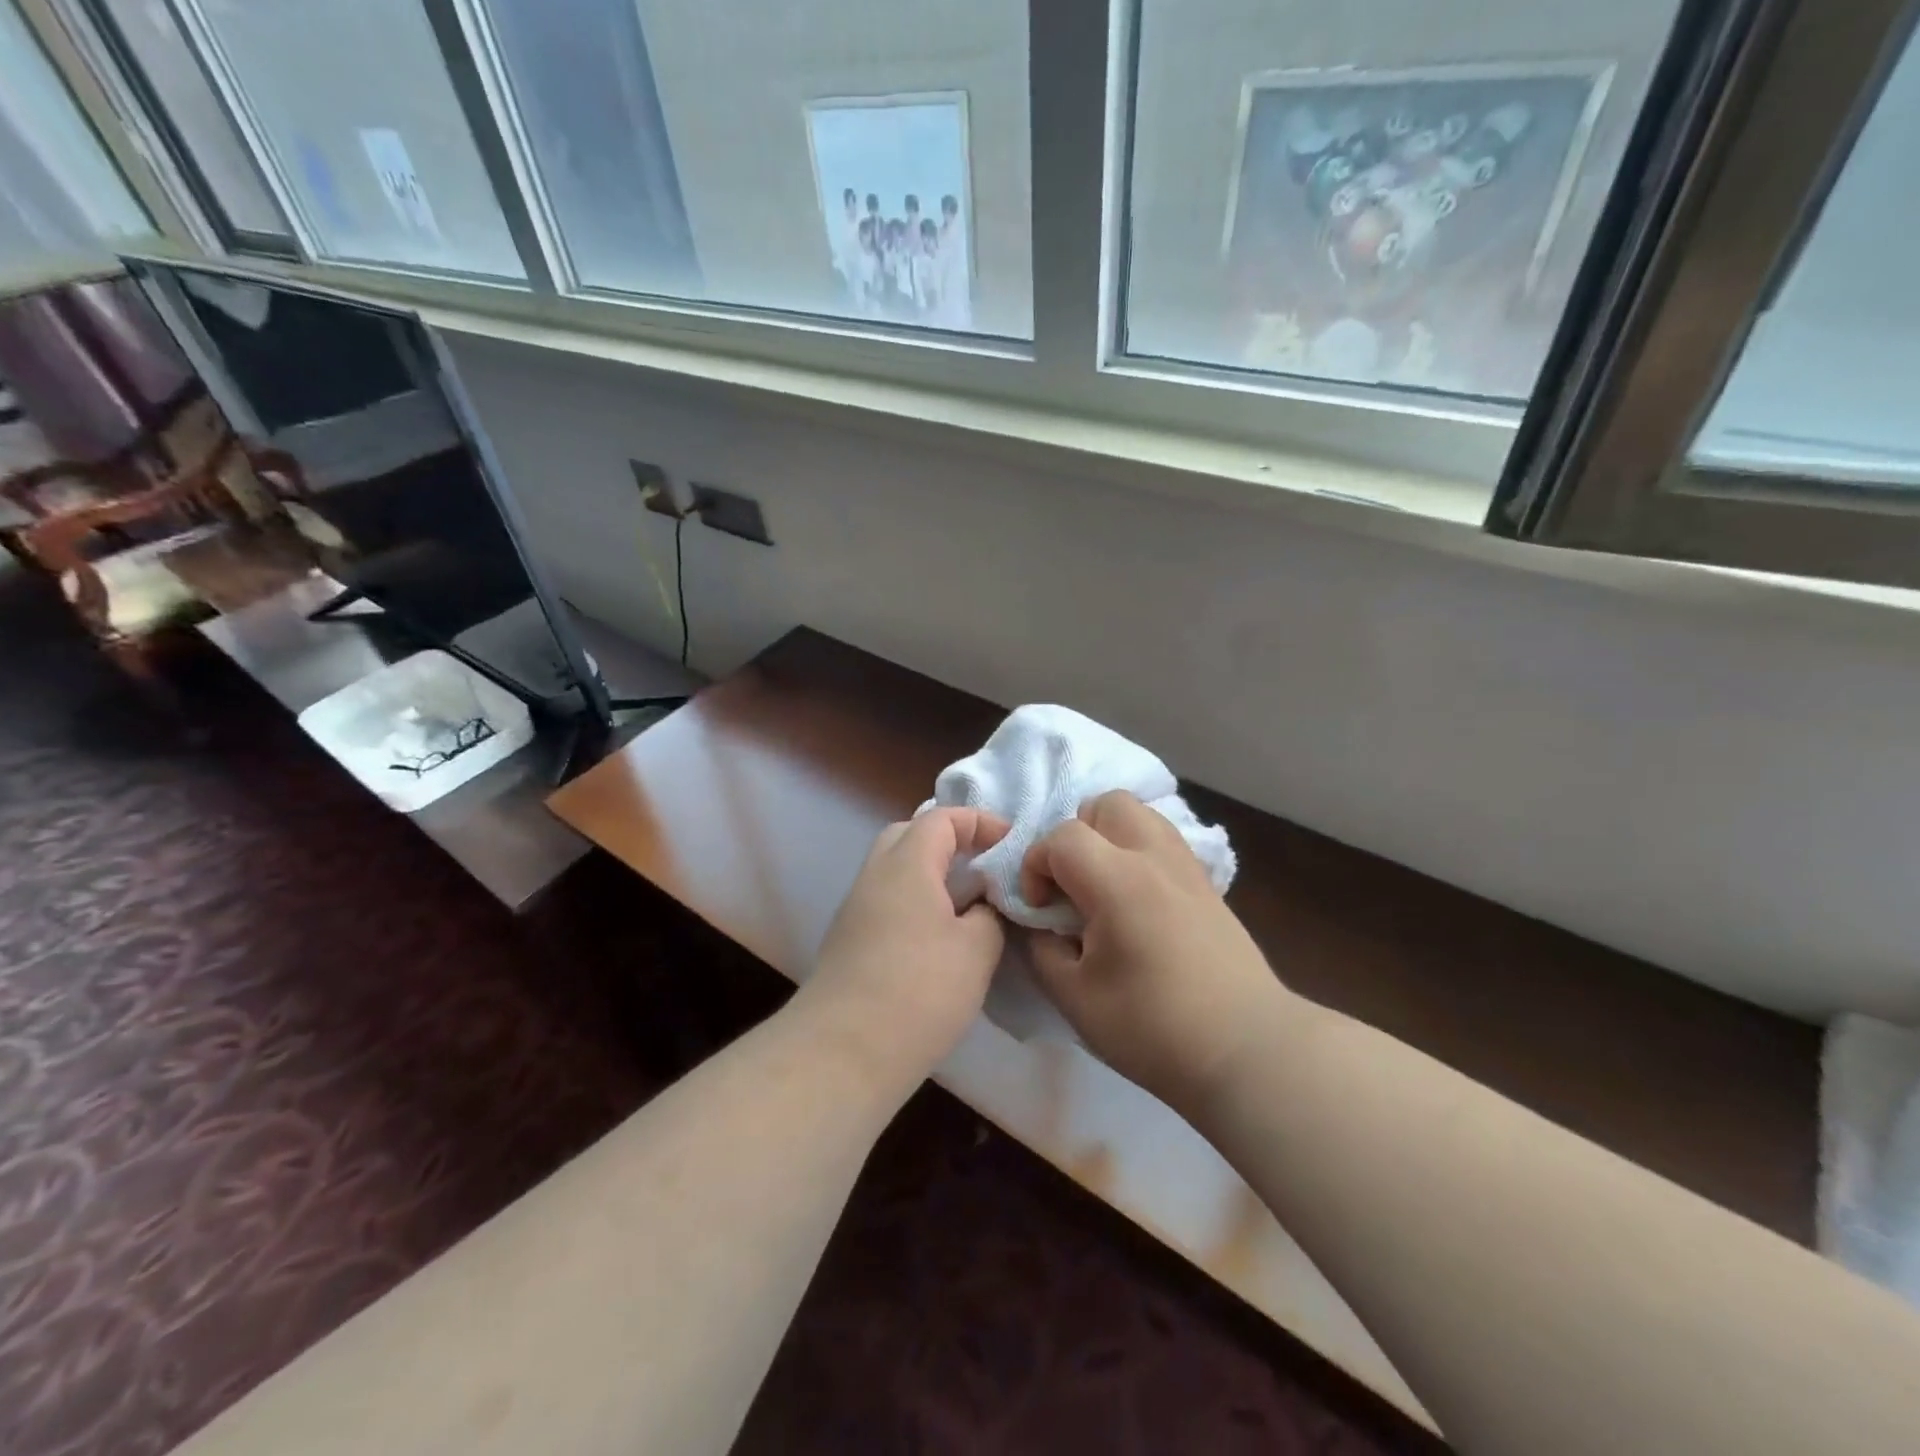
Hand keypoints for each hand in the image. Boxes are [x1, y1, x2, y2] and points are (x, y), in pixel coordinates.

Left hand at [803, 808, 1011, 1092]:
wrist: (843, 1051)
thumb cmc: (919, 990)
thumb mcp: (976, 950)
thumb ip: (989, 915)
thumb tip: (982, 907)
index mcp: (906, 864)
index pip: (942, 818)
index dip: (980, 822)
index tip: (1011, 844)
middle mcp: (875, 876)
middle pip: (909, 835)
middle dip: (948, 841)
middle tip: (982, 866)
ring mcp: (856, 909)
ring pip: (895, 872)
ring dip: (931, 876)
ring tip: (967, 905)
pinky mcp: (848, 942)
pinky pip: (887, 902)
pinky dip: (915, 904)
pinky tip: (938, 939)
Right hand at [1020, 792, 1290, 1113]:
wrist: (1246, 1052)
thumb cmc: (1153, 1028)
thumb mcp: (1074, 998)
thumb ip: (1042, 950)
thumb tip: (1040, 924)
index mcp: (1117, 880)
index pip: (1062, 836)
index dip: (1035, 866)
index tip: (1040, 910)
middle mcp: (1154, 857)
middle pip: (1106, 804)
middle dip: (1076, 836)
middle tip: (1072, 886)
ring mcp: (1187, 867)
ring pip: (1140, 814)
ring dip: (1110, 838)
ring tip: (1103, 889)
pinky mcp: (1208, 885)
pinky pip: (1164, 842)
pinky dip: (1139, 854)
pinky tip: (1137, 904)